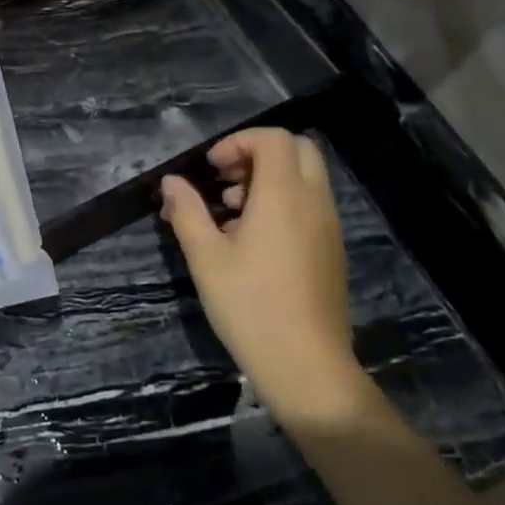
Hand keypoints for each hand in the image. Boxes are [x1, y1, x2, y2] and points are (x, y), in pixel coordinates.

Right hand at [160, 128, 370, 424]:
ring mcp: (329, 225)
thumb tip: (171, 182)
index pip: (273, 138)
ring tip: (232, 214)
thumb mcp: (206, 258)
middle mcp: (314, 201)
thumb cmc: (250, 306)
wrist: (306, 366)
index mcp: (284, 195)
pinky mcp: (332, 248)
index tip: (211, 169)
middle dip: (258, 154)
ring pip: (306, 177)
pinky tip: (254, 241)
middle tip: (226, 182)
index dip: (238, 142)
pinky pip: (311, 203)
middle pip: (297, 149)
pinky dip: (284, 202)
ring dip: (270, 179)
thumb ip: (187, 211)